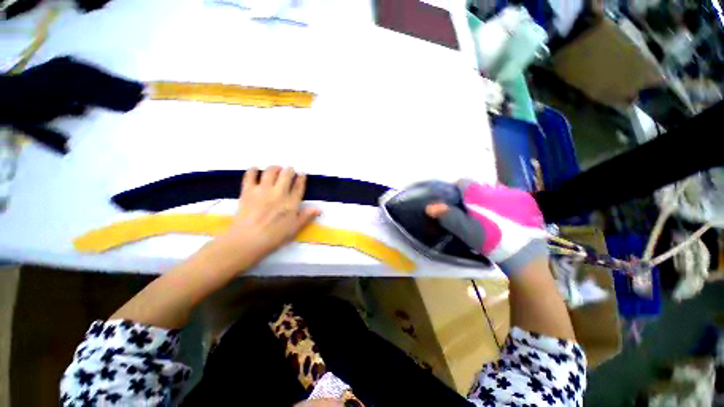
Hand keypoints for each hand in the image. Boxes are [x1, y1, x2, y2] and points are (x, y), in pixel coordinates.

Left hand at [215, 166, 320, 268]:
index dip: (301, 178)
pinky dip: (253, 170)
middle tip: (289, 170)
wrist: (248, 239)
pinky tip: (256, 168)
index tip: (302, 173)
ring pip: (270, 172)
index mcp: (291, 203)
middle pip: (286, 175)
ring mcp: (263, 190)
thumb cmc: (274, 236)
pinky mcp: (248, 191)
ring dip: (275, 167)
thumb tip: (319, 209)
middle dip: (289, 170)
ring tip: (276, 168)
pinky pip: (250, 176)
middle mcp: (279, 193)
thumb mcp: (294, 228)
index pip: (298, 186)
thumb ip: (306, 216)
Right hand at [425, 180, 547, 273]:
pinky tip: (503, 218)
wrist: (526, 257)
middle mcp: (497, 188)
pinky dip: (502, 203)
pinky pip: (508, 197)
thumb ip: (448, 216)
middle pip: (478, 187)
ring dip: (487, 199)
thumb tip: (430, 207)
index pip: (462, 182)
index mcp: (480, 193)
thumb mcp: (465, 230)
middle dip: (472, 197)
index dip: (456, 191)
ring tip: (487, 216)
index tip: (456, 204)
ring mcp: (514, 194)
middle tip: (471, 213)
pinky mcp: (526, 202)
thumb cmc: (491, 241)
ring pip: (493, 191)